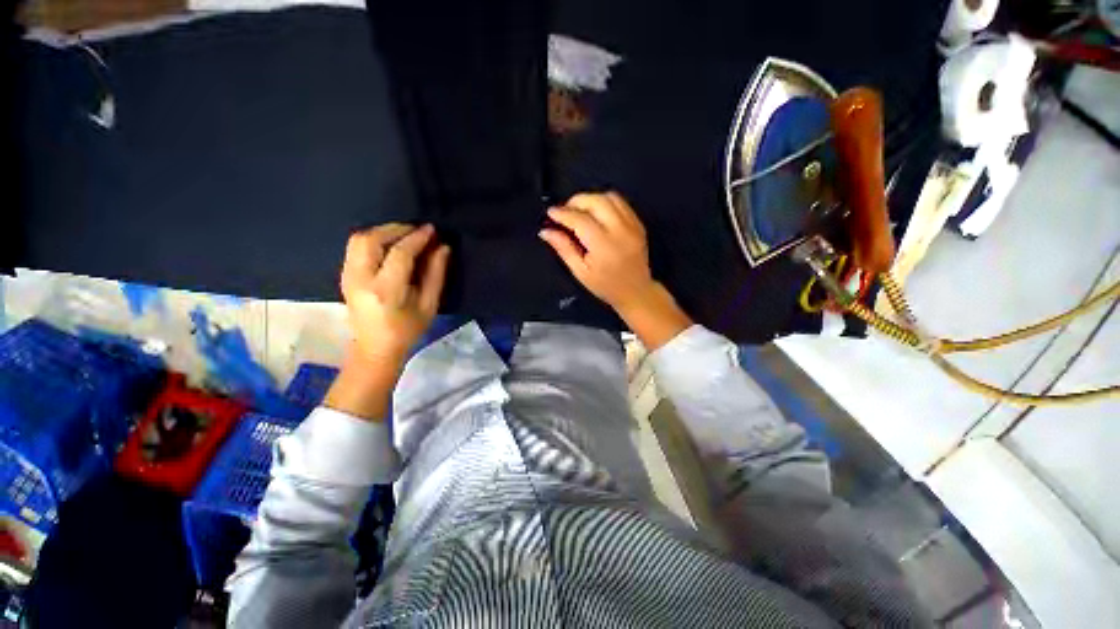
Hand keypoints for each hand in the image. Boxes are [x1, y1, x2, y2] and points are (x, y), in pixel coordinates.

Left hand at [340, 223, 449, 362]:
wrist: (375, 348)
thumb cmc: (408, 330)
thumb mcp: (429, 305)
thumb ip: (436, 274)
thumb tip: (443, 247)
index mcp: (386, 291)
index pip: (399, 253)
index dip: (417, 238)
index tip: (432, 229)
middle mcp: (361, 280)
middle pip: (371, 239)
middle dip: (396, 229)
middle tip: (417, 230)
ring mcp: (347, 276)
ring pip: (359, 239)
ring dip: (383, 231)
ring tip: (404, 234)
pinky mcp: (344, 275)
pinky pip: (355, 246)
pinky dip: (374, 238)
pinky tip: (390, 244)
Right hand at [539, 192, 691, 349]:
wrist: (636, 291)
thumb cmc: (606, 286)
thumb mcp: (580, 272)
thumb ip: (564, 248)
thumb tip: (546, 232)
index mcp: (604, 245)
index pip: (580, 219)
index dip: (563, 213)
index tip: (551, 212)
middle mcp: (620, 230)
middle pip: (596, 201)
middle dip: (576, 201)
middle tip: (565, 211)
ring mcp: (632, 225)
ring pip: (609, 196)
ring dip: (591, 199)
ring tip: (580, 211)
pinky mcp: (638, 223)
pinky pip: (620, 203)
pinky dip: (605, 203)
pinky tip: (597, 214)